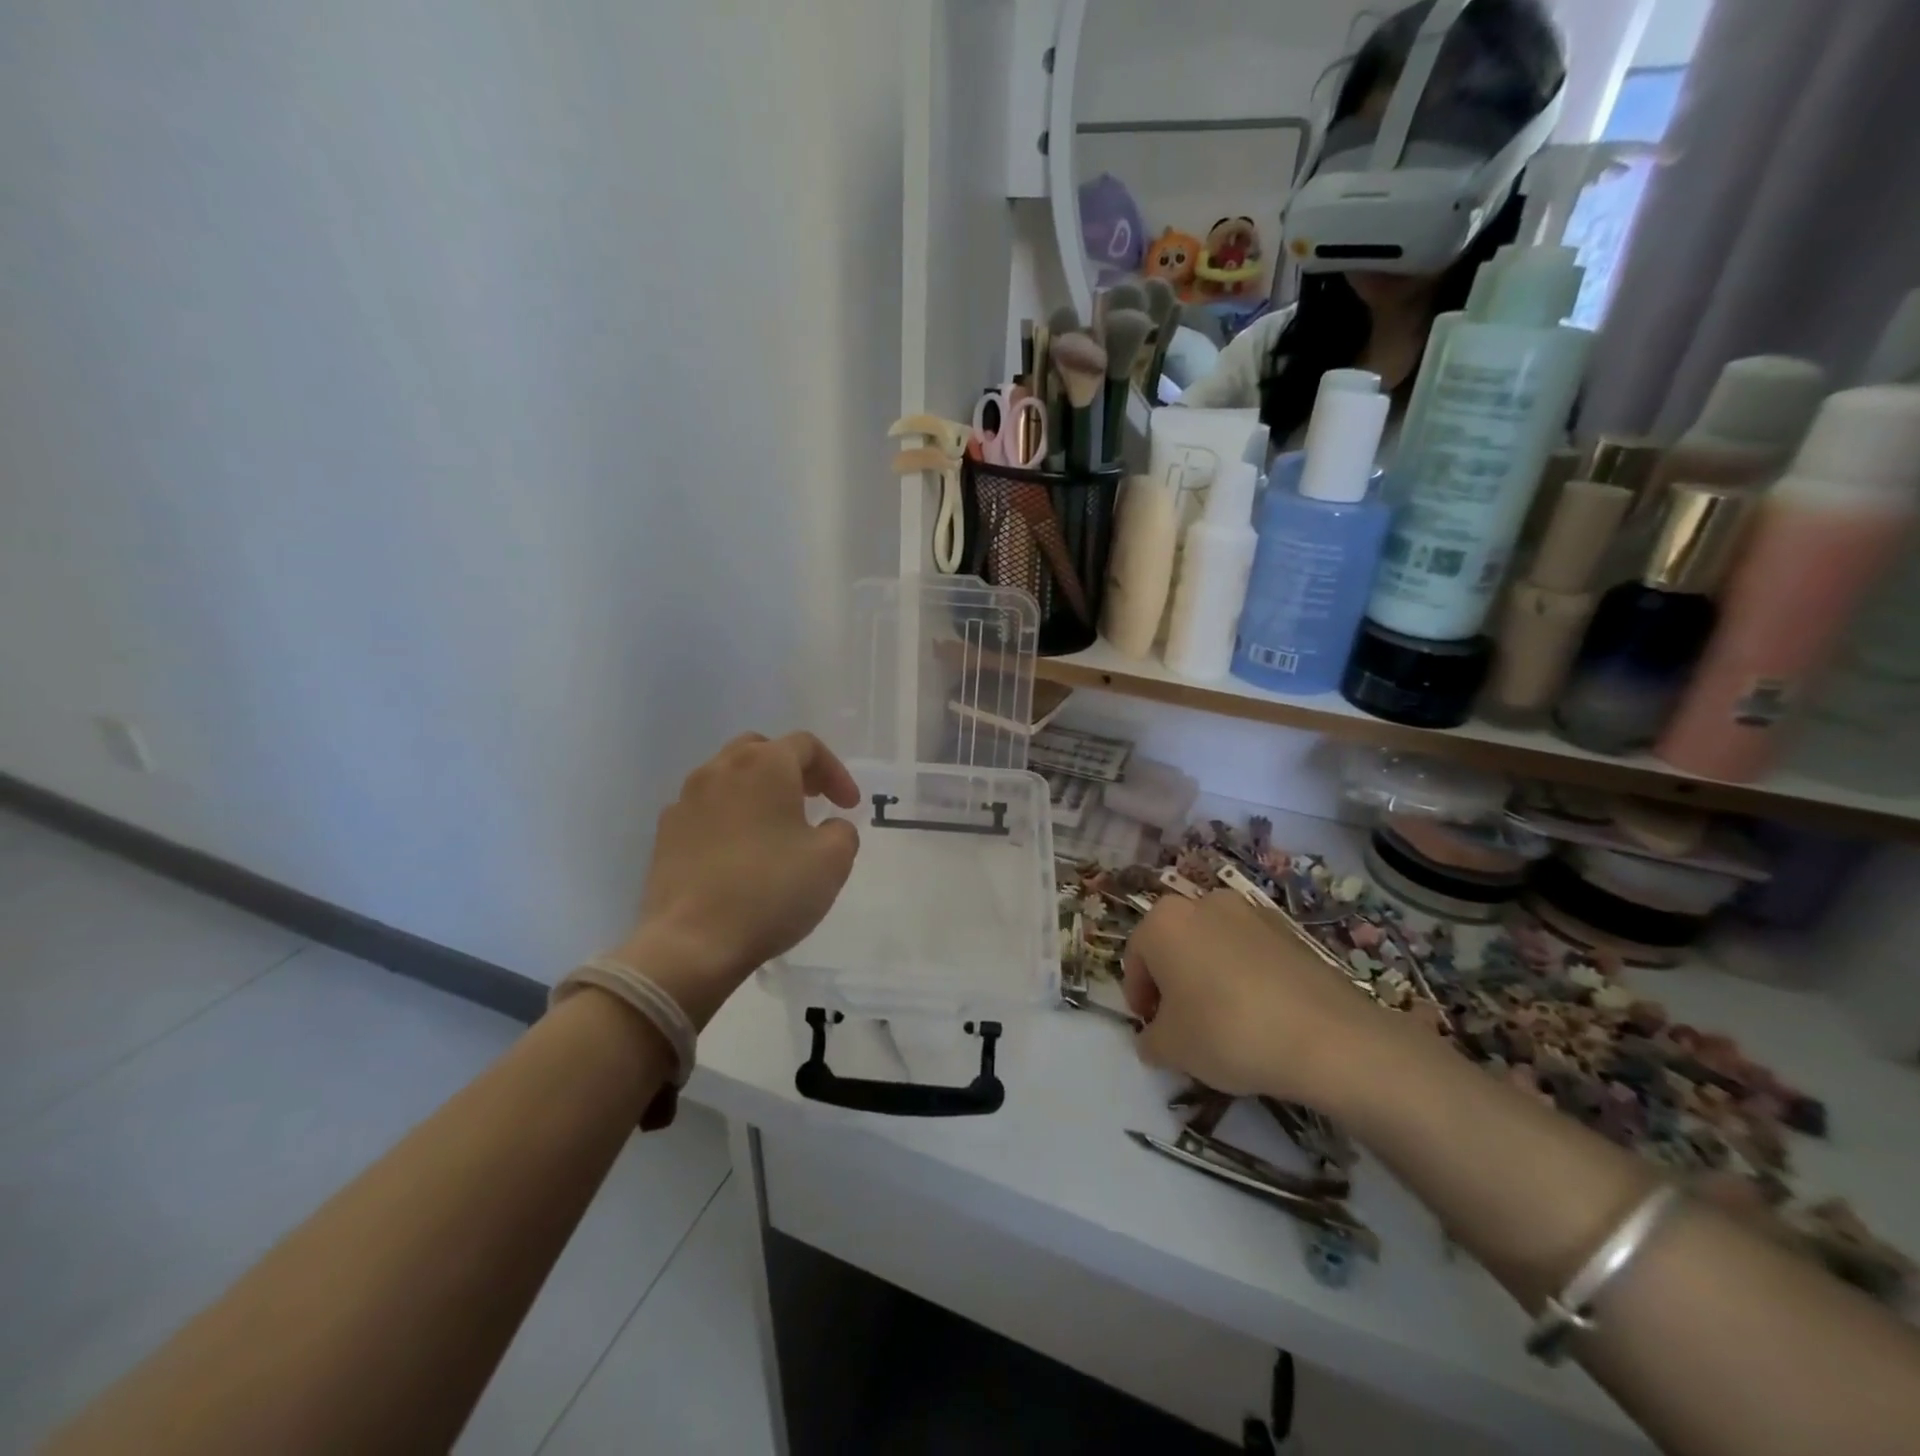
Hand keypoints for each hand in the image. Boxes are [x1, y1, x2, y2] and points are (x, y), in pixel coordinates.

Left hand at [619, 732, 861, 1027]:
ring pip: (728, 777)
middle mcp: (720, 769)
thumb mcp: (832, 861)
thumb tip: (828, 827)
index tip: (849, 806)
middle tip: (812, 800)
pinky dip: (728, 817)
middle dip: (792, 769)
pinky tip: (739, 852)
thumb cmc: (770, 892)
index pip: (807, 746)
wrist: (691, 943)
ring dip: (757, 791)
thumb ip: (842, 831)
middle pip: (761, 750)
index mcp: (764, 766)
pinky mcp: (665, 833)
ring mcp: (686, 800)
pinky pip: (705, 809)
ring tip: (775, 827)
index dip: (835, 771)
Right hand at [1122, 890, 1386, 1104]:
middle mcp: (1201, 902)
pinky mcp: (1287, 929)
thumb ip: (1150, 1040)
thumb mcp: (1171, 1049)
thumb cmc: (1227, 1032)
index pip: (1135, 958)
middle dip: (1173, 982)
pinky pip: (1249, 952)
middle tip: (1184, 1025)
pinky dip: (1244, 975)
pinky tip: (1261, 1015)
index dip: (1139, 998)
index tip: (1153, 1030)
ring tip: (1226, 1021)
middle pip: (1174, 945)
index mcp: (1163, 921)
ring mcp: (1249, 911)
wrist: (1328, 1037)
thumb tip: (1154, 1038)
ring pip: (1212, 945)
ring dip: (1208, 976)